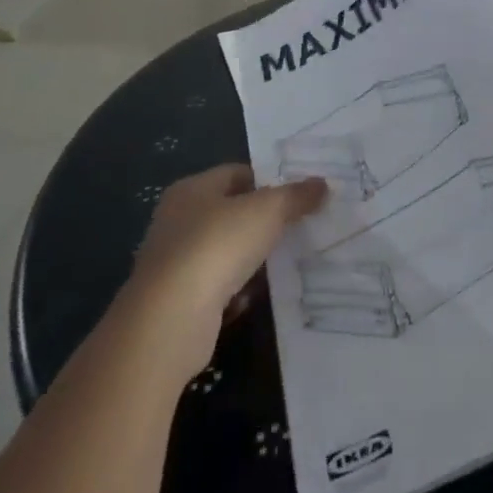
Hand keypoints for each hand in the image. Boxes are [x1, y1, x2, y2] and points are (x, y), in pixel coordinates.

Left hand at [127, 165, 326, 373]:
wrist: (170, 320)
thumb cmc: (217, 246)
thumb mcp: (268, 210)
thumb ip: (297, 195)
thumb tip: (322, 185)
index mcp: (191, 189)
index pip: (238, 173)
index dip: (270, 180)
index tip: (300, 194)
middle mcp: (177, 221)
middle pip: (232, 212)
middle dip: (265, 221)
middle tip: (300, 225)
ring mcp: (174, 262)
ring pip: (226, 251)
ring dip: (253, 258)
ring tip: (288, 260)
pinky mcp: (177, 301)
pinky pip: (218, 287)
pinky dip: (238, 291)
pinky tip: (258, 295)